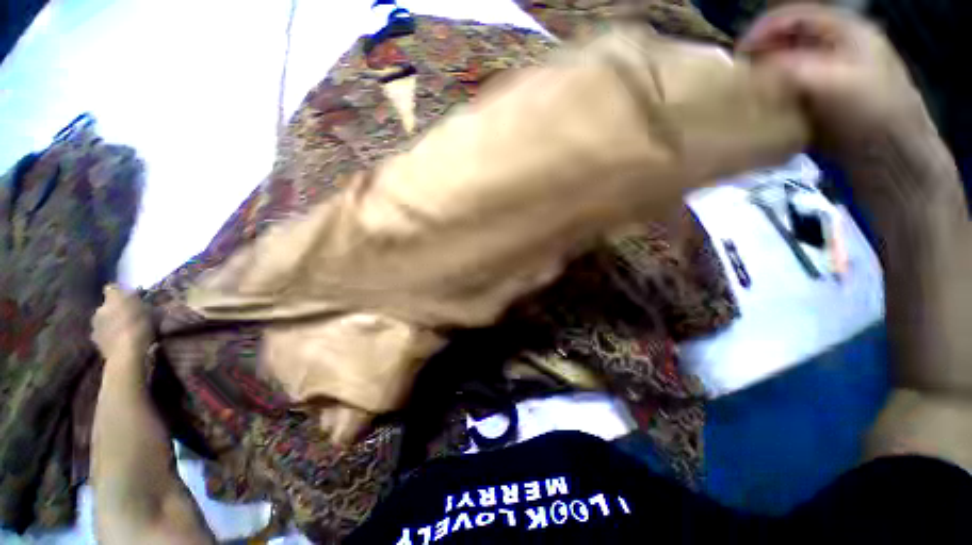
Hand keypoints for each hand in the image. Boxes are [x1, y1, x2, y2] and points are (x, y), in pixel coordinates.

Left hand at [92, 284, 153, 362]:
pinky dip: (109, 334)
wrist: (125, 353)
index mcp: (113, 298)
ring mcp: (95, 325)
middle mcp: (100, 308)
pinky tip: (119, 340)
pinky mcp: (94, 339)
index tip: (130, 298)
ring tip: (125, 330)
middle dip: (116, 309)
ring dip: (112, 322)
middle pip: (108, 305)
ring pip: (104, 319)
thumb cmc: (140, 327)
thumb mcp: (152, 312)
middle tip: (130, 316)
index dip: (120, 292)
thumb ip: (145, 304)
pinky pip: (103, 332)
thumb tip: (145, 301)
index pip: (112, 287)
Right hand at [738, 4, 928, 158]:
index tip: (737, 57)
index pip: (793, 16)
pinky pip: (790, 92)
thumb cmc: (871, 115)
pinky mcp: (823, 102)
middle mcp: (836, 48)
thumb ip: (791, 70)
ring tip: (747, 96)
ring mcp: (830, 76)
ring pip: (786, 68)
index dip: (761, 31)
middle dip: (760, 57)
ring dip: (765, 80)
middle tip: (739, 79)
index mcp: (845, 30)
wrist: (891, 159)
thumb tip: (752, 73)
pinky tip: (763, 110)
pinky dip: (773, 98)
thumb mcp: (833, 83)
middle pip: (787, 41)